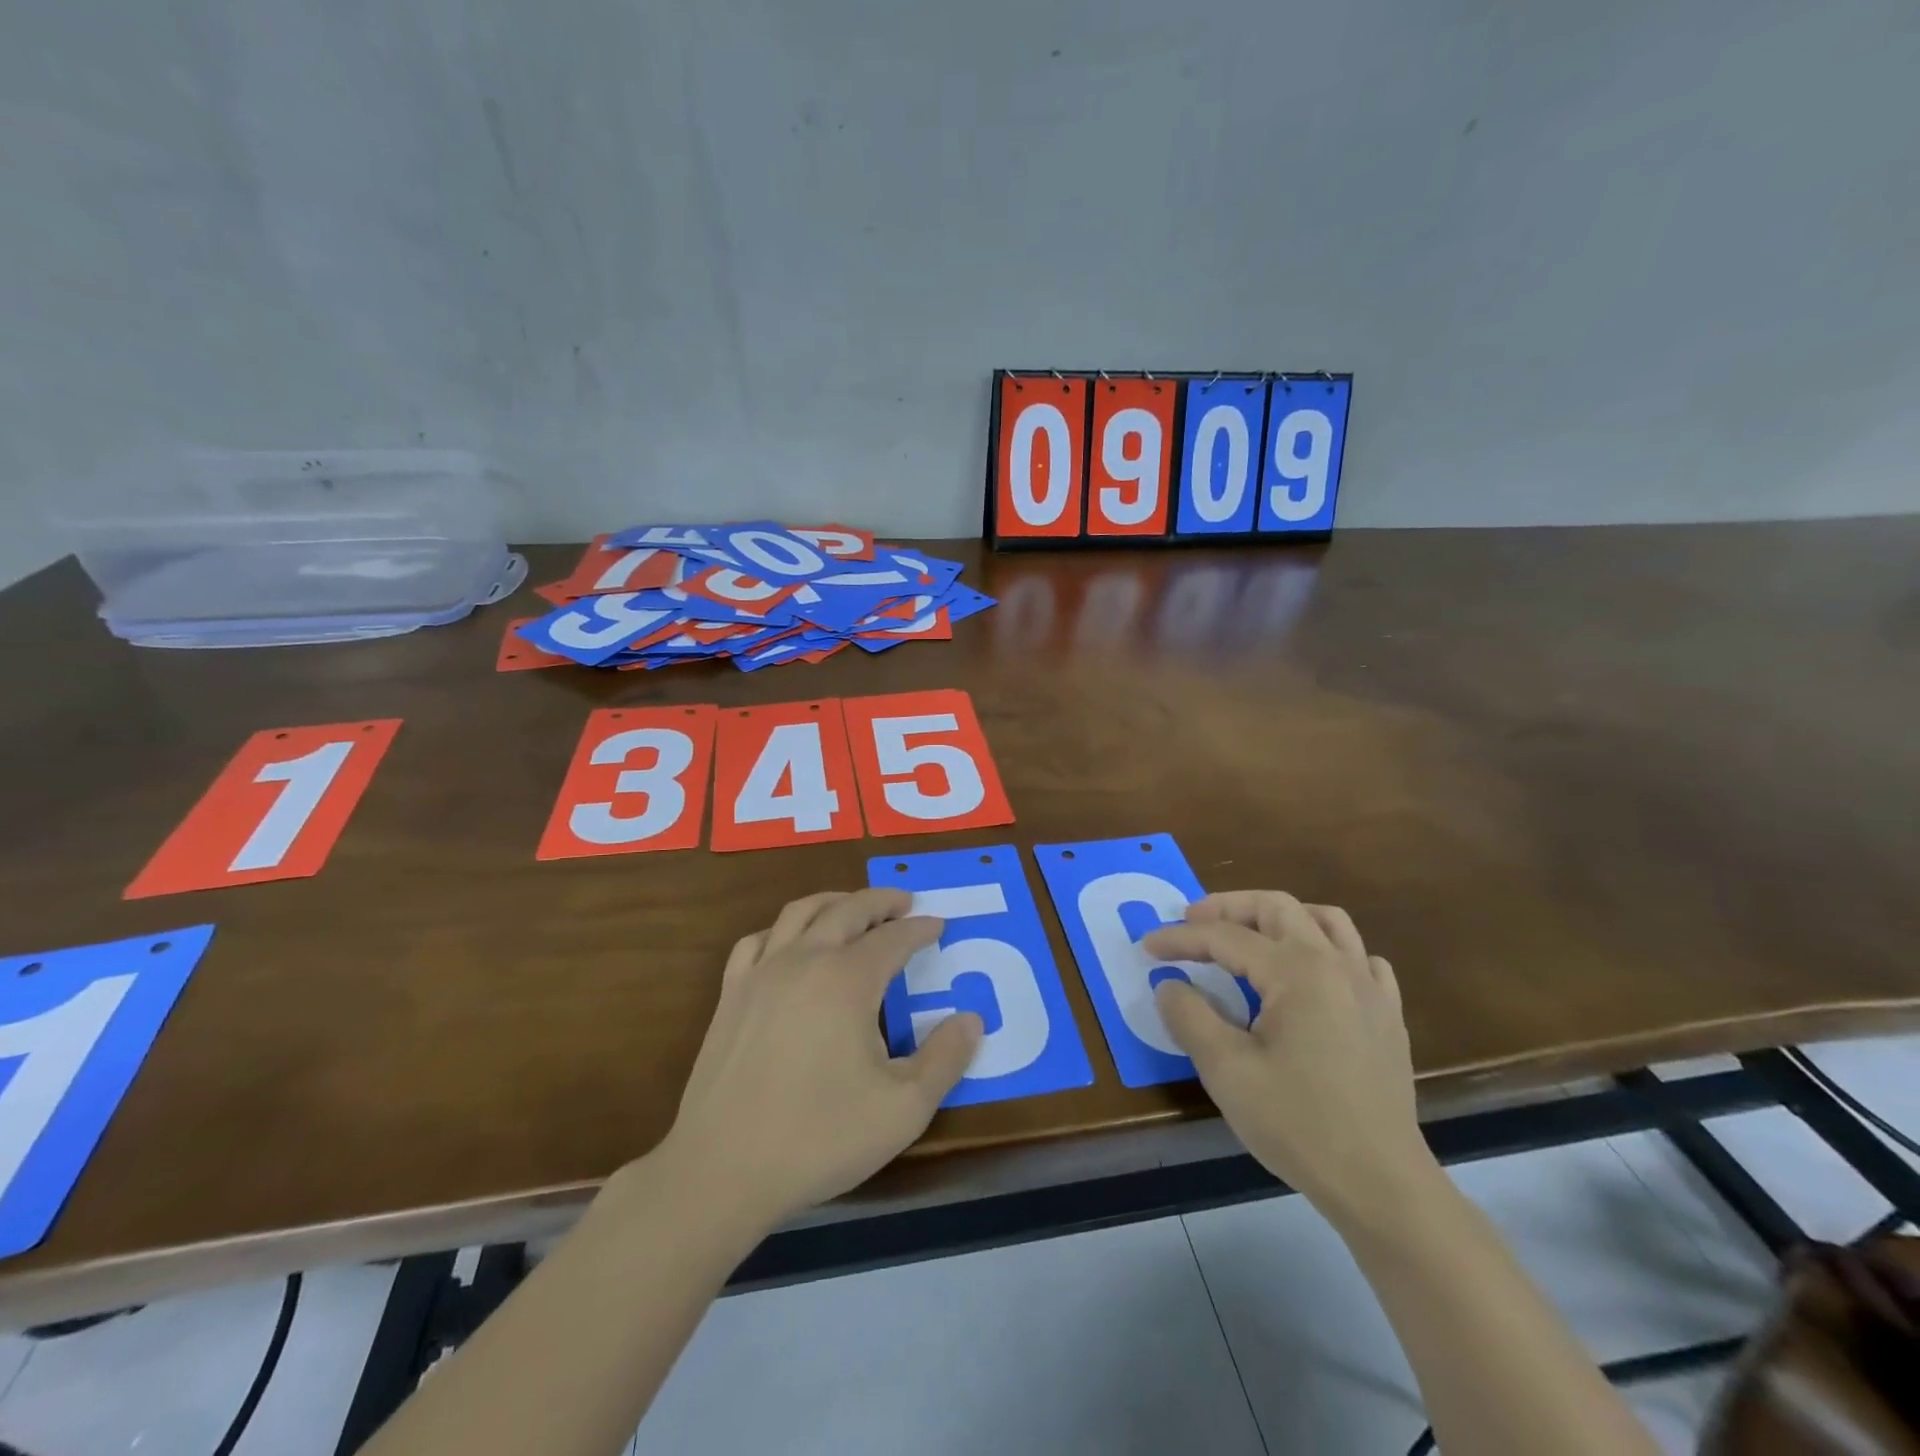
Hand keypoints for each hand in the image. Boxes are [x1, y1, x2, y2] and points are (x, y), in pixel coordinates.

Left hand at [656, 888, 982, 1232]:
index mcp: (848, 979)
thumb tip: (971, 1019)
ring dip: (834, 902)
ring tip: (853, 907)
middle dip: (881, 901)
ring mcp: (761, 973)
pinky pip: (757, 941)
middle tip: (904, 903)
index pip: (894, 938)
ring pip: (800, 913)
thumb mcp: (903, 1109)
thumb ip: (945, 1059)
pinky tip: (789, 944)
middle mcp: (804, 960)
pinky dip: (782, 930)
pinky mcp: (730, 995)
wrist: (722, 1170)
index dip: (920, 929)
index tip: (939, 925)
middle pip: (847, 910)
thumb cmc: (819, 1137)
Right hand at [1144, 892, 1435, 1223]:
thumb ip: (1189, 1017)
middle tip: (1192, 921)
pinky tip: (1311, 975)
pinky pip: (1360, 957)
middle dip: (1228, 907)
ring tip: (1249, 934)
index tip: (1147, 946)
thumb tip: (1169, 985)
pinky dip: (1328, 950)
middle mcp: (1335, 964)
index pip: (1226, 938)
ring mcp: (1369, 987)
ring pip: (1325, 920)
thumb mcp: (1226, 1071)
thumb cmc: (1298, 1124)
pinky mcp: (1387, 1015)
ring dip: (1279, 917)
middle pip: (1277, 907)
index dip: (1181, 938)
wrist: (1381, 1184)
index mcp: (1296, 971)